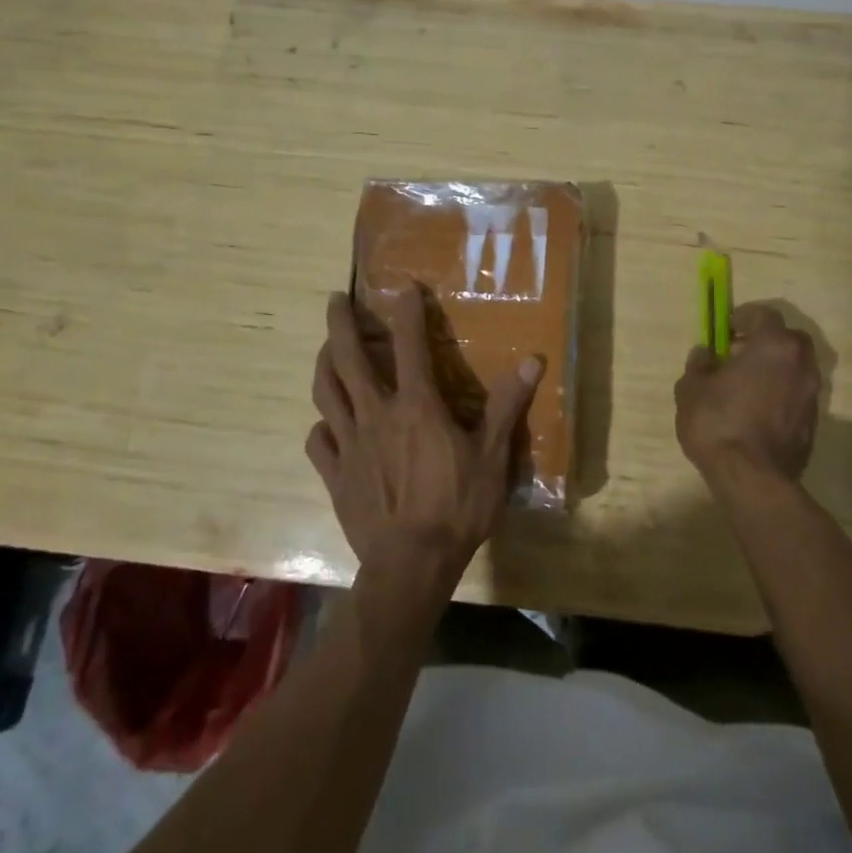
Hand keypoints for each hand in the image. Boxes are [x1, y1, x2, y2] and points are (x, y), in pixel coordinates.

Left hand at [306, 285, 543, 588]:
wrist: (411, 565)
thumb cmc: (457, 507)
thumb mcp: (492, 456)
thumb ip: (506, 405)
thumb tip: (533, 360)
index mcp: (416, 406)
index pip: (410, 346)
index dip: (407, 312)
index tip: (403, 288)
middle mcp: (376, 414)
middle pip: (348, 358)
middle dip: (340, 323)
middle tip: (336, 299)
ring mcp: (349, 444)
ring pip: (326, 392)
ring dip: (324, 364)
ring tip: (325, 349)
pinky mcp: (335, 474)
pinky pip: (318, 441)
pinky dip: (321, 425)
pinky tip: (326, 423)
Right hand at [676, 303, 822, 485]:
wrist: (753, 479)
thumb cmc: (718, 423)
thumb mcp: (692, 389)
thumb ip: (699, 365)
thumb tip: (706, 355)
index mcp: (773, 345)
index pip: (763, 314)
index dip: (743, 317)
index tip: (726, 329)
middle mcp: (800, 364)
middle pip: (787, 339)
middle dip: (764, 341)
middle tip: (738, 354)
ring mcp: (812, 394)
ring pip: (795, 368)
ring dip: (774, 369)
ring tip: (746, 385)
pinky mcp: (813, 422)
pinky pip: (796, 394)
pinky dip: (780, 393)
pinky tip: (756, 410)